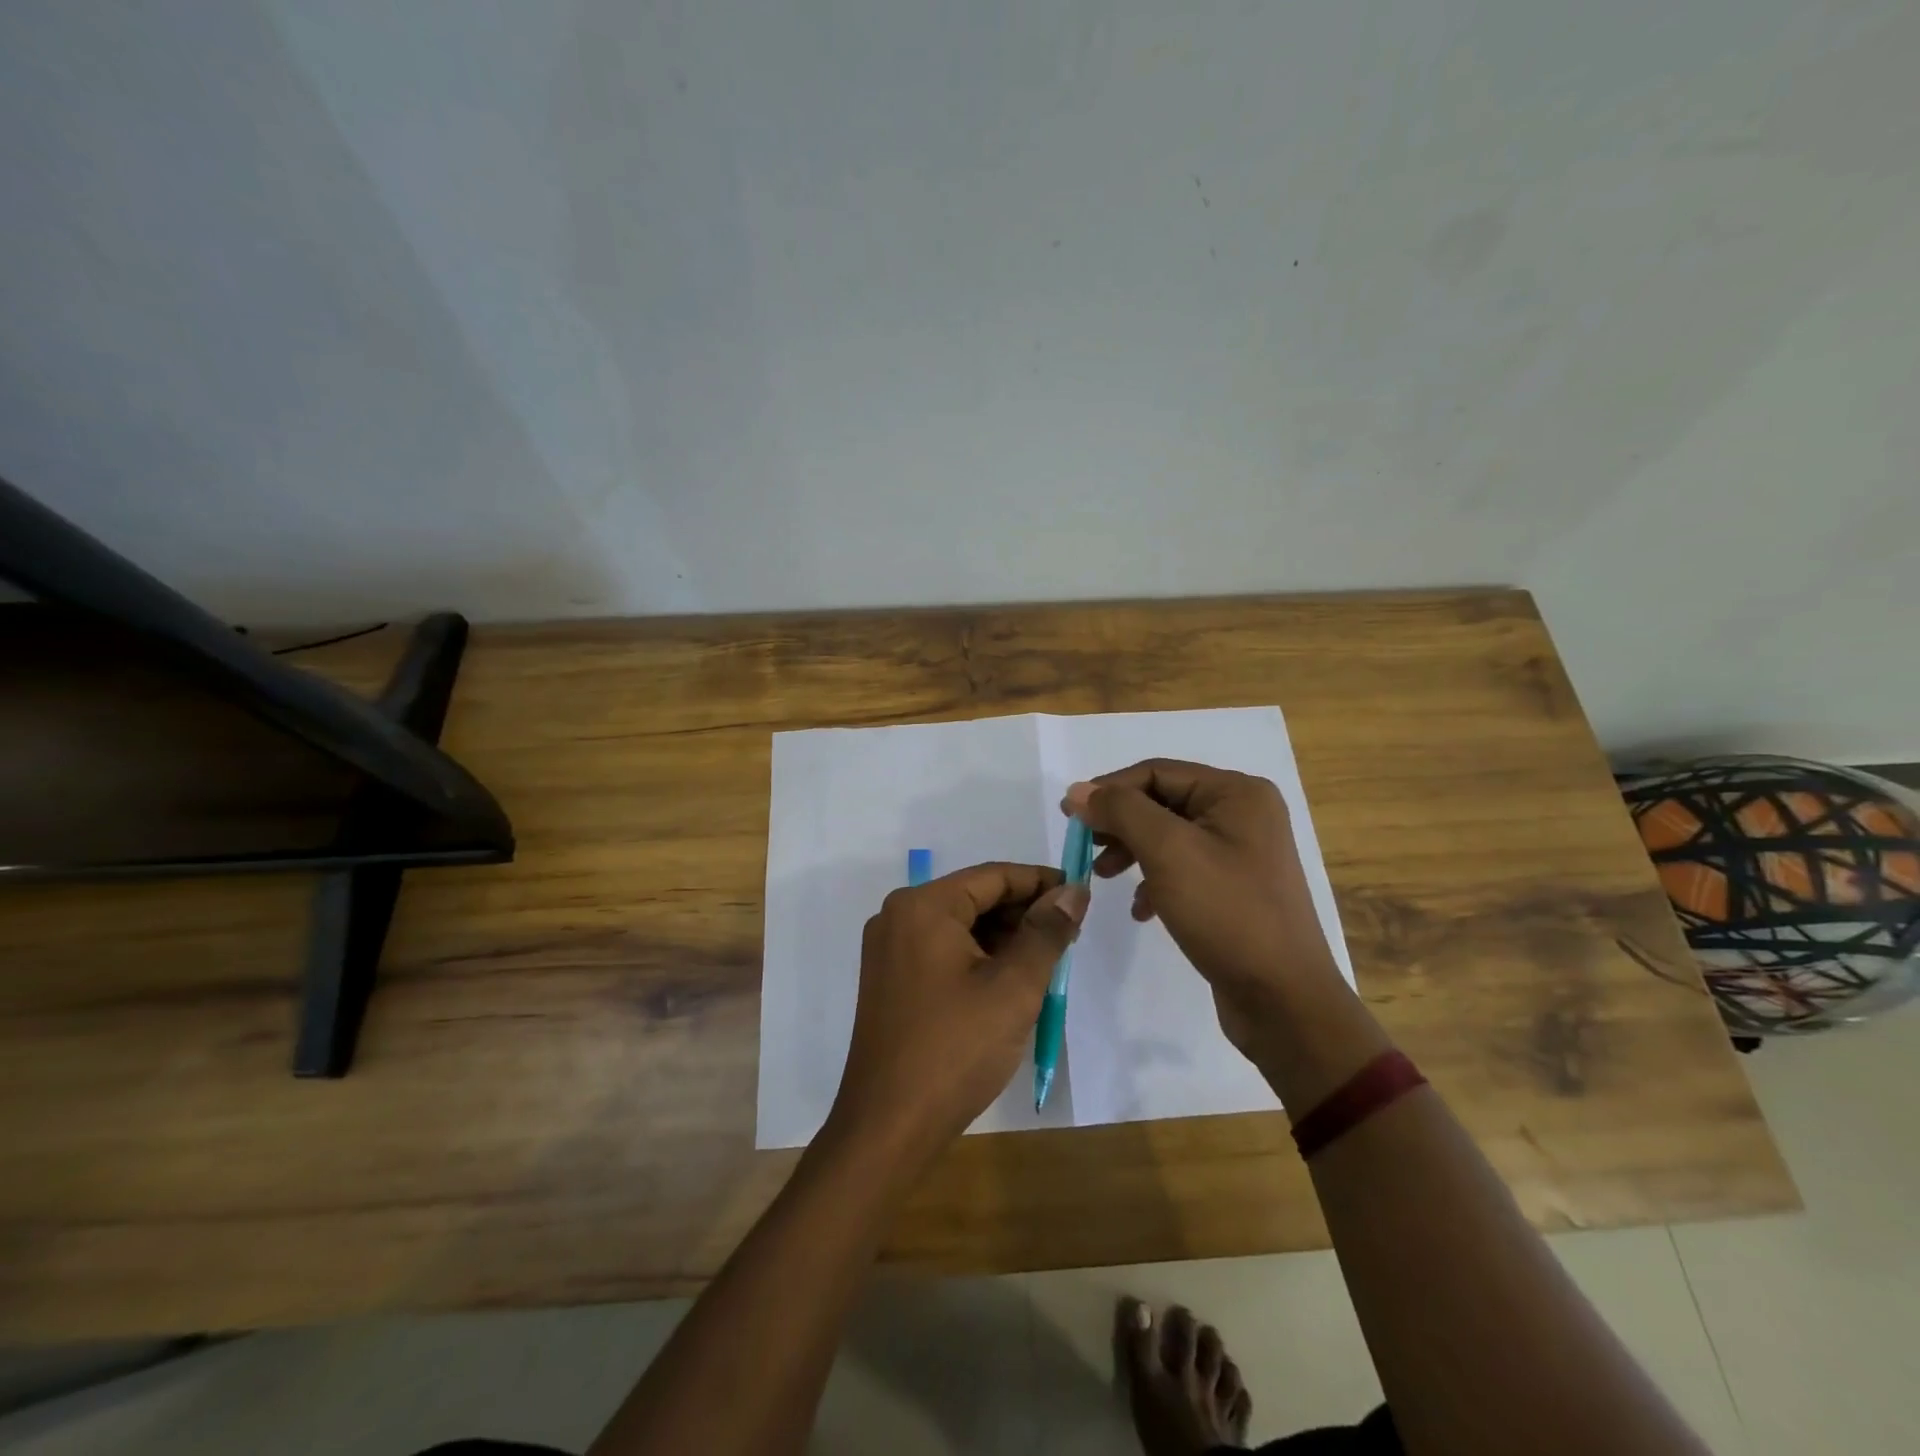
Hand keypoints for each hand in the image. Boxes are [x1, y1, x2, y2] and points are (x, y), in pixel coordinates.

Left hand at [826, 863, 1087, 1170]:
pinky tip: (1010, 979)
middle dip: (1023, 912)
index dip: (1041, 881)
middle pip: (974, 898)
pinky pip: (943, 950)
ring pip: (960, 926)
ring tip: (1047, 959)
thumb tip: (1073, 892)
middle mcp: (899, 916)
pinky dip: (979, 957)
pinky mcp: (891, 979)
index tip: (1081, 895)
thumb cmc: (955, 1049)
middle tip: (1070, 933)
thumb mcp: (1013, 987)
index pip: (993, 876)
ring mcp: (890, 949)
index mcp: (923, 906)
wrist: (888, 1127)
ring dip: (1004, 936)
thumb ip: (1046, 932)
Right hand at [1064, 760, 1339, 1056]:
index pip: (1156, 772)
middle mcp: (1244, 814)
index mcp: (1237, 793)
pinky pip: (1183, 869)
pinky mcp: (1235, 889)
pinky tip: (1140, 910)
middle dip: (1119, 823)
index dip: (1108, 789)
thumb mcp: (1168, 852)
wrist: (1284, 1000)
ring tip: (1103, 877)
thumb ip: (1121, 811)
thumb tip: (1078, 790)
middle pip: (1162, 802)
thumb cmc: (1227, 914)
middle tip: (1084, 847)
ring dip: (1132, 852)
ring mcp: (1242, 853)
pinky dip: (1154, 881)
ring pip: (1169, 837)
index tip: (1069, 816)